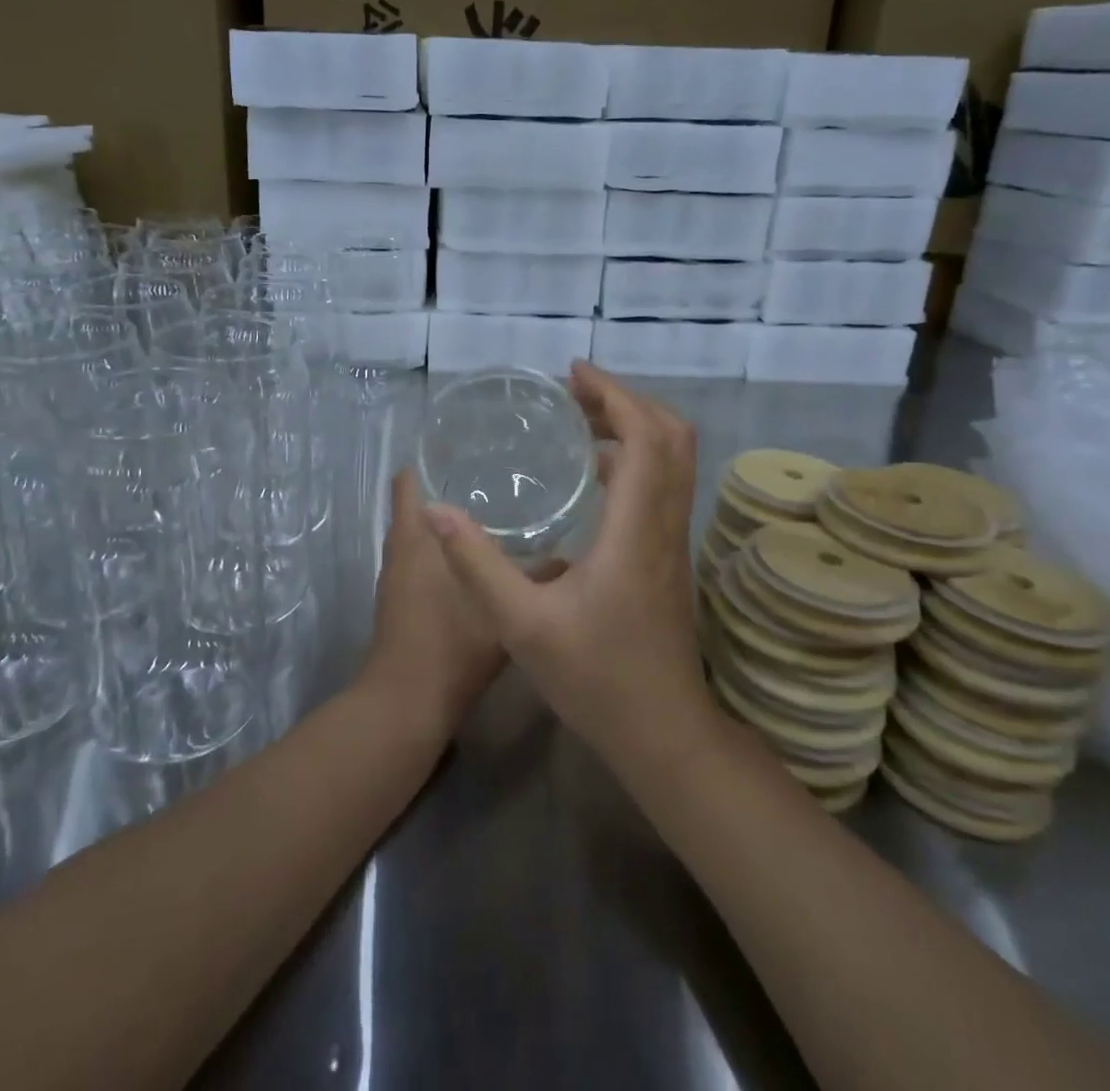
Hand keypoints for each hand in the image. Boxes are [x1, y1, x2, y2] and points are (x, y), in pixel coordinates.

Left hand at [360, 468, 512, 739]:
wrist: (409, 703)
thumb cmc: (452, 644)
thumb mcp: (505, 606)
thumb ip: (539, 577)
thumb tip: (571, 556)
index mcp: (416, 536)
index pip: (407, 478)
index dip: (428, 456)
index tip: (463, 441)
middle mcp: (400, 548)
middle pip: (414, 501)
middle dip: (446, 483)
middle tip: (493, 469)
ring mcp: (396, 576)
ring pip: (420, 532)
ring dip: (446, 518)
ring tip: (493, 504)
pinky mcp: (400, 601)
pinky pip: (421, 559)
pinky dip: (443, 548)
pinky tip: (480, 554)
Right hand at [421, 361, 711, 767]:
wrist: (664, 733)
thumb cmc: (596, 680)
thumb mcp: (521, 625)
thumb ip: (476, 564)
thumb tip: (435, 509)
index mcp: (636, 530)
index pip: (647, 438)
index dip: (614, 395)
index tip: (573, 375)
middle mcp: (665, 525)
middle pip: (671, 437)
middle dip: (626, 402)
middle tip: (574, 393)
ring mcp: (674, 542)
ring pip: (673, 461)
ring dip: (634, 427)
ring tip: (580, 420)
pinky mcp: (669, 557)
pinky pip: (663, 485)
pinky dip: (636, 458)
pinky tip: (593, 474)